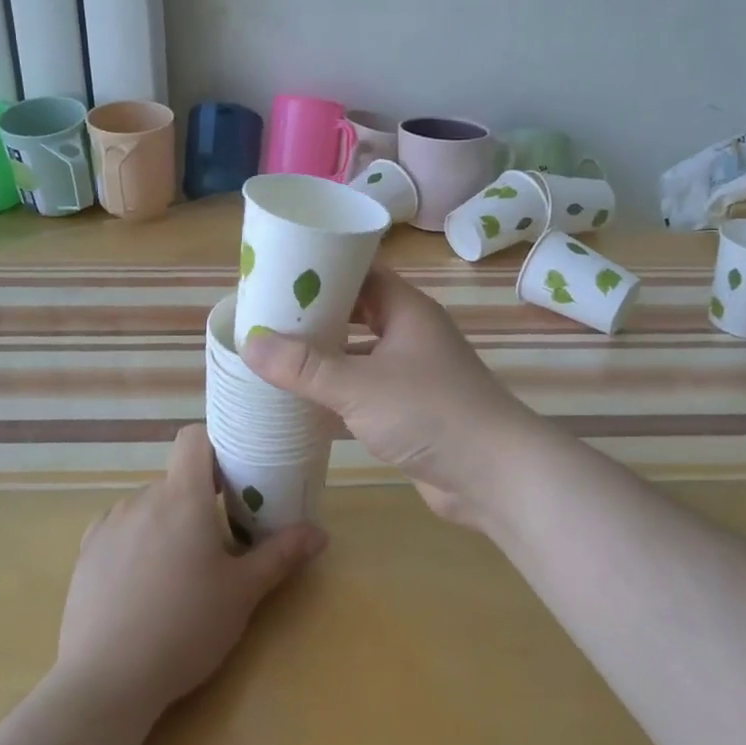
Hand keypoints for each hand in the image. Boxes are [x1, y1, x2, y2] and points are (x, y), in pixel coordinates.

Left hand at [56, 424, 326, 717]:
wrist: (106, 681)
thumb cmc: (186, 627)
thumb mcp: (243, 593)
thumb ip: (281, 555)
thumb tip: (320, 533)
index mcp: (182, 497)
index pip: (193, 438)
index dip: (215, 445)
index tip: (234, 475)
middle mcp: (142, 499)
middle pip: (176, 480)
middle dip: (198, 499)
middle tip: (218, 540)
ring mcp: (108, 525)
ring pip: (147, 506)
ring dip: (167, 522)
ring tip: (179, 571)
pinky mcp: (86, 553)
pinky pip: (119, 530)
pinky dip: (136, 542)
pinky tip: (142, 584)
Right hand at [240, 265, 547, 526]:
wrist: (495, 476)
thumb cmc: (430, 413)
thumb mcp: (359, 386)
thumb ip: (305, 367)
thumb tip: (250, 343)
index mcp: (406, 310)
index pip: (360, 272)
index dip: (321, 269)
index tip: (278, 273)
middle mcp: (410, 334)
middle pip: (356, 312)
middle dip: (315, 316)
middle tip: (266, 317)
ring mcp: (412, 374)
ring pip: (359, 354)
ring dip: (324, 356)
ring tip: (274, 355)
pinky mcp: (410, 410)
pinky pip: (365, 390)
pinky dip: (337, 392)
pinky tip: (302, 401)